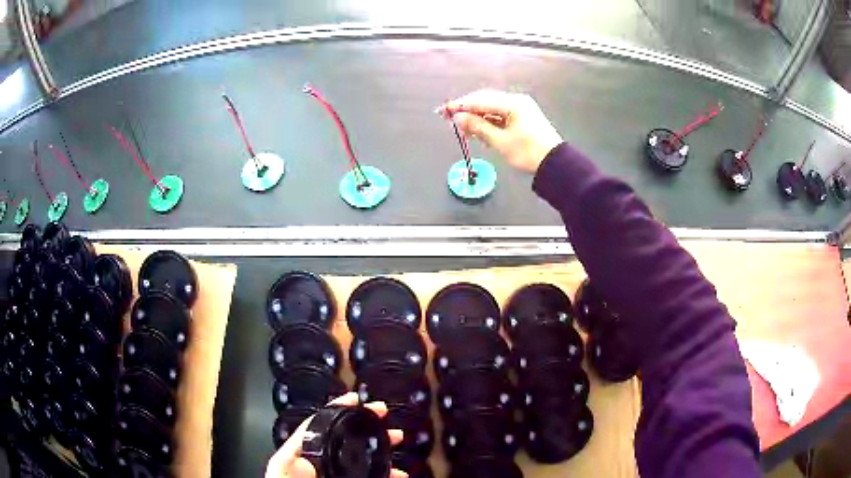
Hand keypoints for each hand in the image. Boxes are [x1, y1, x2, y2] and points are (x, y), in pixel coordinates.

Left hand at [265, 393, 406, 477]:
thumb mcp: (284, 471)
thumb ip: (291, 462)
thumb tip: (306, 450)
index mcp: (302, 452)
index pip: (320, 424)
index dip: (338, 408)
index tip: (358, 398)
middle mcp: (320, 459)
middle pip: (345, 436)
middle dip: (366, 424)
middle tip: (385, 415)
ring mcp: (336, 472)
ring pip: (361, 456)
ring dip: (380, 447)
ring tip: (398, 441)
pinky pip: (368, 475)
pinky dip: (384, 473)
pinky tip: (398, 473)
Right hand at [437, 90, 562, 173]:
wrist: (555, 164)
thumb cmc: (528, 153)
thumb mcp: (500, 142)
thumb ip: (478, 127)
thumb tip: (458, 118)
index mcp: (512, 103)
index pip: (479, 100)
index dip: (460, 106)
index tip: (442, 111)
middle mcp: (516, 101)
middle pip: (485, 101)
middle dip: (466, 110)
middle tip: (449, 120)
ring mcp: (521, 108)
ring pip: (492, 108)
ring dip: (477, 117)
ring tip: (464, 129)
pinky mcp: (523, 117)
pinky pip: (500, 114)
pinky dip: (488, 121)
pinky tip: (479, 130)